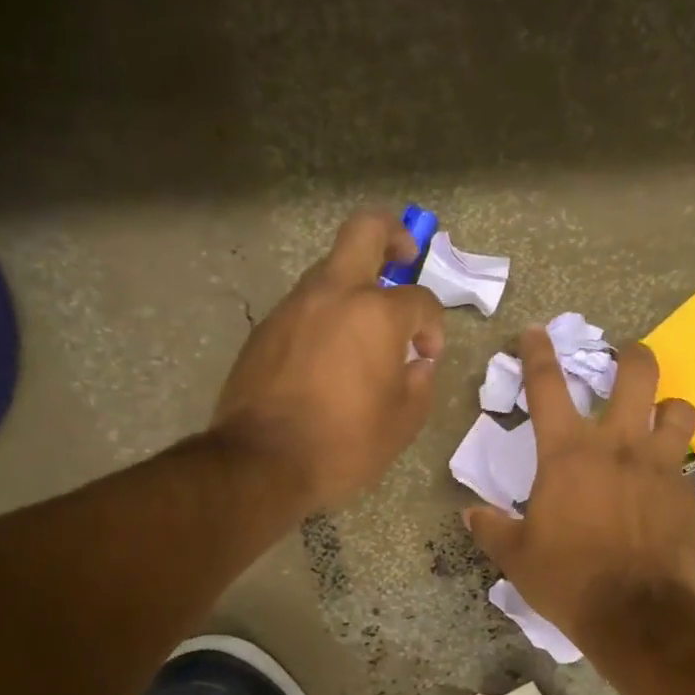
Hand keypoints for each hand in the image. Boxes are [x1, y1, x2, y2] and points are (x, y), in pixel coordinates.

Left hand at [211, 213, 445, 509]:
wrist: (261, 463)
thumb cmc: (344, 443)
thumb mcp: (403, 421)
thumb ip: (420, 382)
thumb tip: (416, 362)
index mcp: (375, 314)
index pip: (420, 300)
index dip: (433, 326)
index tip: (426, 355)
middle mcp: (332, 295)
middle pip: (364, 231)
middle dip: (393, 235)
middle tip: (405, 259)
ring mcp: (292, 307)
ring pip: (330, 270)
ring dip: (355, 286)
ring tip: (365, 331)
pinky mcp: (265, 329)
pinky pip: (305, 306)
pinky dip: (325, 317)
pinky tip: (329, 357)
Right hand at [464, 328, 694, 645]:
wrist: (637, 616)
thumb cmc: (568, 579)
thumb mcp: (517, 557)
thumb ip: (492, 528)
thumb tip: (470, 513)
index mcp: (568, 453)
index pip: (546, 386)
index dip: (537, 352)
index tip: (535, 331)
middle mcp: (618, 445)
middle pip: (636, 374)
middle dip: (632, 355)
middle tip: (627, 355)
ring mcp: (661, 467)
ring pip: (679, 410)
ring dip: (668, 408)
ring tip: (660, 418)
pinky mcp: (689, 495)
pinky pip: (689, 467)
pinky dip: (678, 468)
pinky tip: (668, 488)